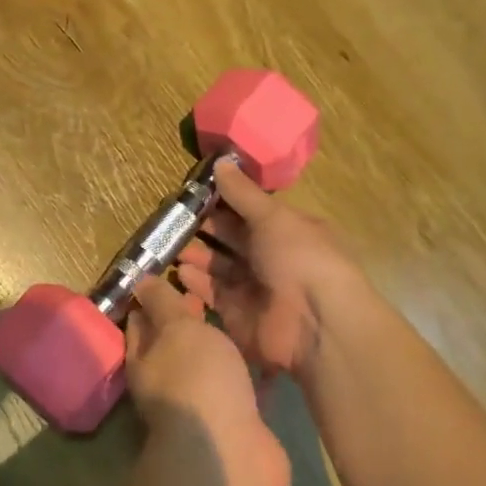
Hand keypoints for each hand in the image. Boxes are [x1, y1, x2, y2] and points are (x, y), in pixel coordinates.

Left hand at [124, 275, 290, 485]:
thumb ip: (163, 304)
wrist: (232, 453)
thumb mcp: (177, 329)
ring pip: (208, 367)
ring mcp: (203, 406)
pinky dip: (249, 374)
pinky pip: (240, 389)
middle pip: (175, 344)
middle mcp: (168, 384)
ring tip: (238, 313)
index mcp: (144, 360)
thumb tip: (140, 282)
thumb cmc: (198, 379)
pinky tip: (265, 355)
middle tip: (208, 288)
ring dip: (218, 346)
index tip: (168, 272)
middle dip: (187, 319)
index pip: (141, 321)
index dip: (152, 297)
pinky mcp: (237, 423)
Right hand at [175, 161, 364, 382]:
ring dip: (196, 255)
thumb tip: (220, 161)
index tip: (192, 193)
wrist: (316, 324)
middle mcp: (271, 258)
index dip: (223, 202)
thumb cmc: (300, 258)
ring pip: (219, 266)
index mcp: (286, 230)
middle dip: (204, 229)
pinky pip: (212, 294)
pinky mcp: (238, 314)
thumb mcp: (273, 217)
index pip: (249, 212)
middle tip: (172, 219)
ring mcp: (254, 288)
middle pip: (231, 239)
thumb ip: (242, 193)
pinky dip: (196, 283)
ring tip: (169, 245)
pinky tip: (179, 271)